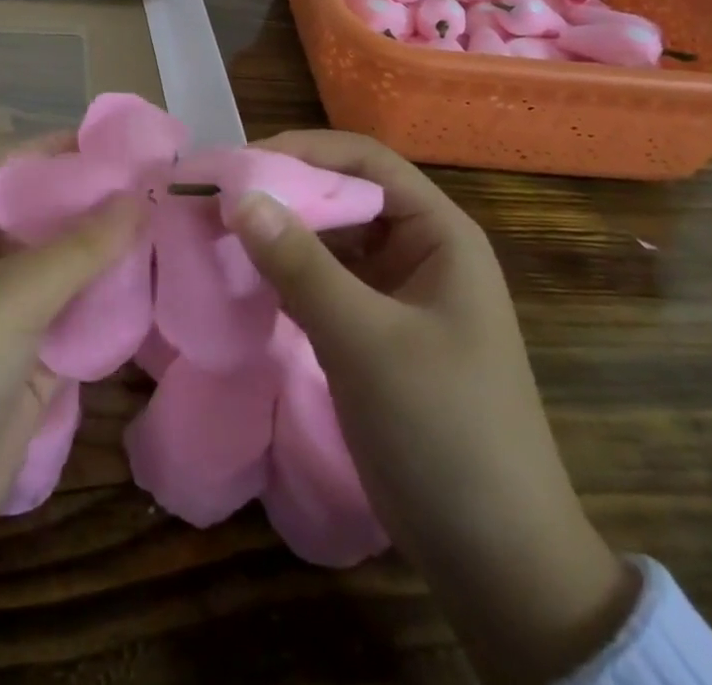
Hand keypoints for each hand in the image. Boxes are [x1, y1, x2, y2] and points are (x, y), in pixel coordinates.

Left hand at [0, 136, 144, 679]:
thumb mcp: (8, 297)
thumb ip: (79, 246)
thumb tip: (140, 196)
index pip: (9, 167)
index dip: (59, 151)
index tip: (121, 142)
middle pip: (41, 216)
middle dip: (93, 203)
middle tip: (159, 185)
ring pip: (61, 268)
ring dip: (106, 253)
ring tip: (168, 225)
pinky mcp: (25, 362)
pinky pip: (72, 317)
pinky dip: (106, 304)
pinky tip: (152, 284)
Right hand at [229, 131, 639, 684]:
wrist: (496, 561)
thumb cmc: (445, 431)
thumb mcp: (367, 341)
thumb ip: (301, 265)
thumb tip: (238, 195)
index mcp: (439, 234)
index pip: (365, 160)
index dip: (303, 150)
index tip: (239, 164)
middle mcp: (418, 251)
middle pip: (342, 195)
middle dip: (281, 192)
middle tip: (215, 198)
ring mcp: (394, 293)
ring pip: (327, 240)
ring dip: (277, 234)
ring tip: (216, 232)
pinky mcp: (372, 332)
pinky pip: (321, 282)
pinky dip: (282, 274)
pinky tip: (241, 277)